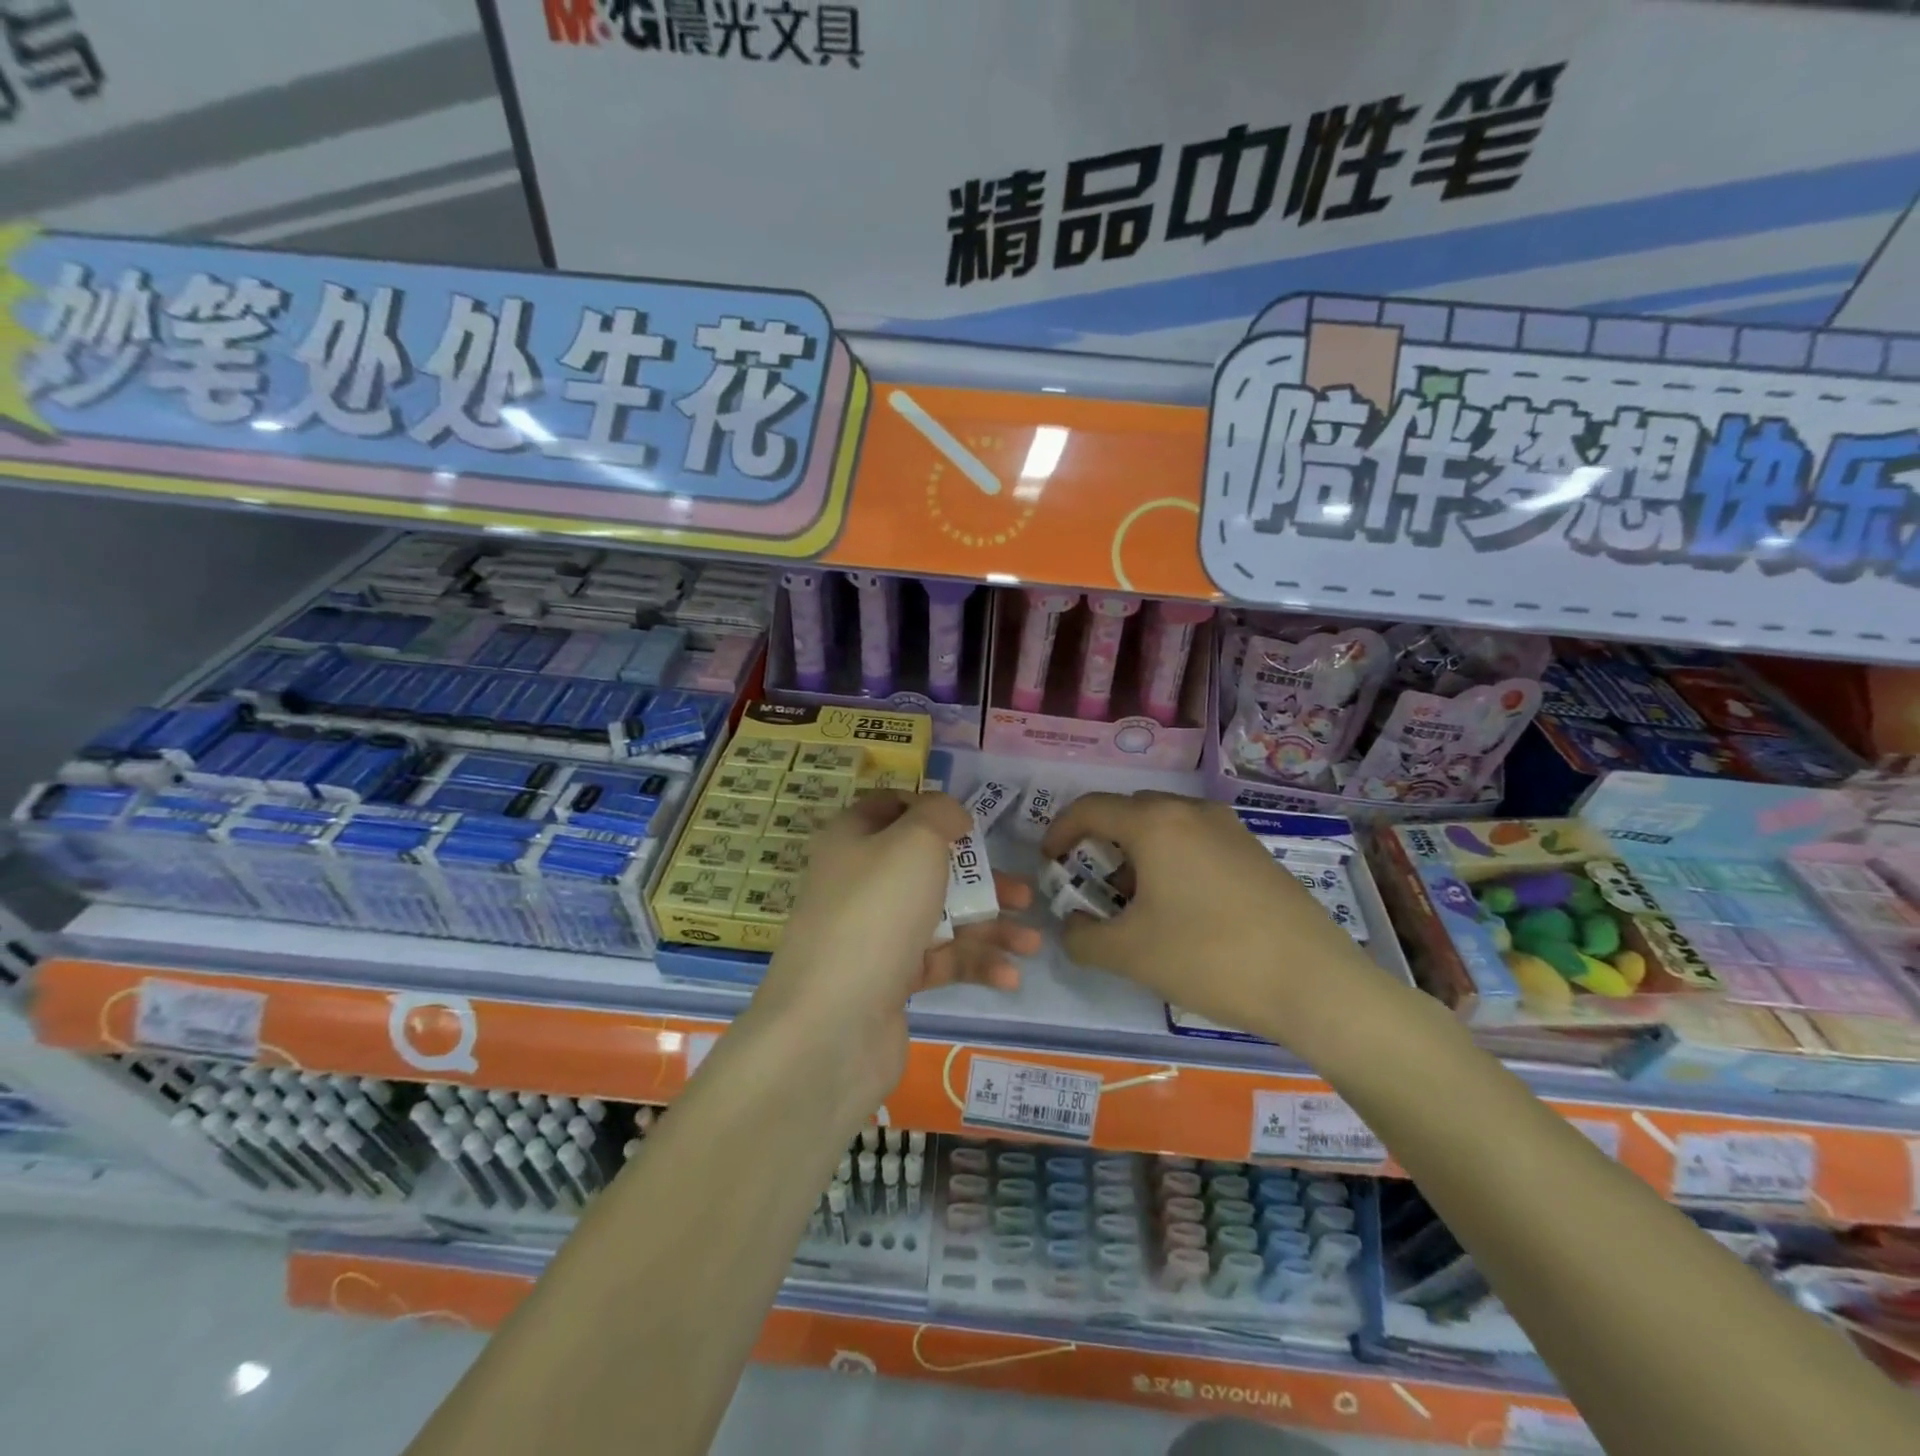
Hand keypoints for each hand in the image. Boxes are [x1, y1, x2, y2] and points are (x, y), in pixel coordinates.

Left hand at [750, 791, 1039, 1121]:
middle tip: (1025, 894)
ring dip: (989, 927)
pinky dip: (973, 964)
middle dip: (980, 880)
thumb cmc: (878, 911)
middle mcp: (860, 883)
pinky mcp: (888, 980)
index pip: (890, 808)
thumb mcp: (914, 842)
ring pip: (940, 917)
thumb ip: (940, 815)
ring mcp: (873, 934)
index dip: (930, 811)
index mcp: (853, 840)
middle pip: (928, 868)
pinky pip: (938, 961)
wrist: (834, 1022)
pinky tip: (1009, 976)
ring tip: (1032, 943)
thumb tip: (950, 814)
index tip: (971, 825)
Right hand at [1041, 791, 1377, 1040]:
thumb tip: (1073, 925)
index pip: (1089, 809)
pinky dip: (1171, 860)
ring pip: (1165, 826)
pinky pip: (1196, 840)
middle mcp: (1190, 812)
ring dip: (1137, 853)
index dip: (1059, 831)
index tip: (1050, 862)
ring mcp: (1229, 828)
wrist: (1312, 982)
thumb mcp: (1129, 954)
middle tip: (1091, 883)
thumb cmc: (1208, 957)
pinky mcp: (1254, 851)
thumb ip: (1082, 937)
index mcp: (1154, 824)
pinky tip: (1180, 906)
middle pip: (1128, 812)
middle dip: (1099, 843)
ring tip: (1135, 901)